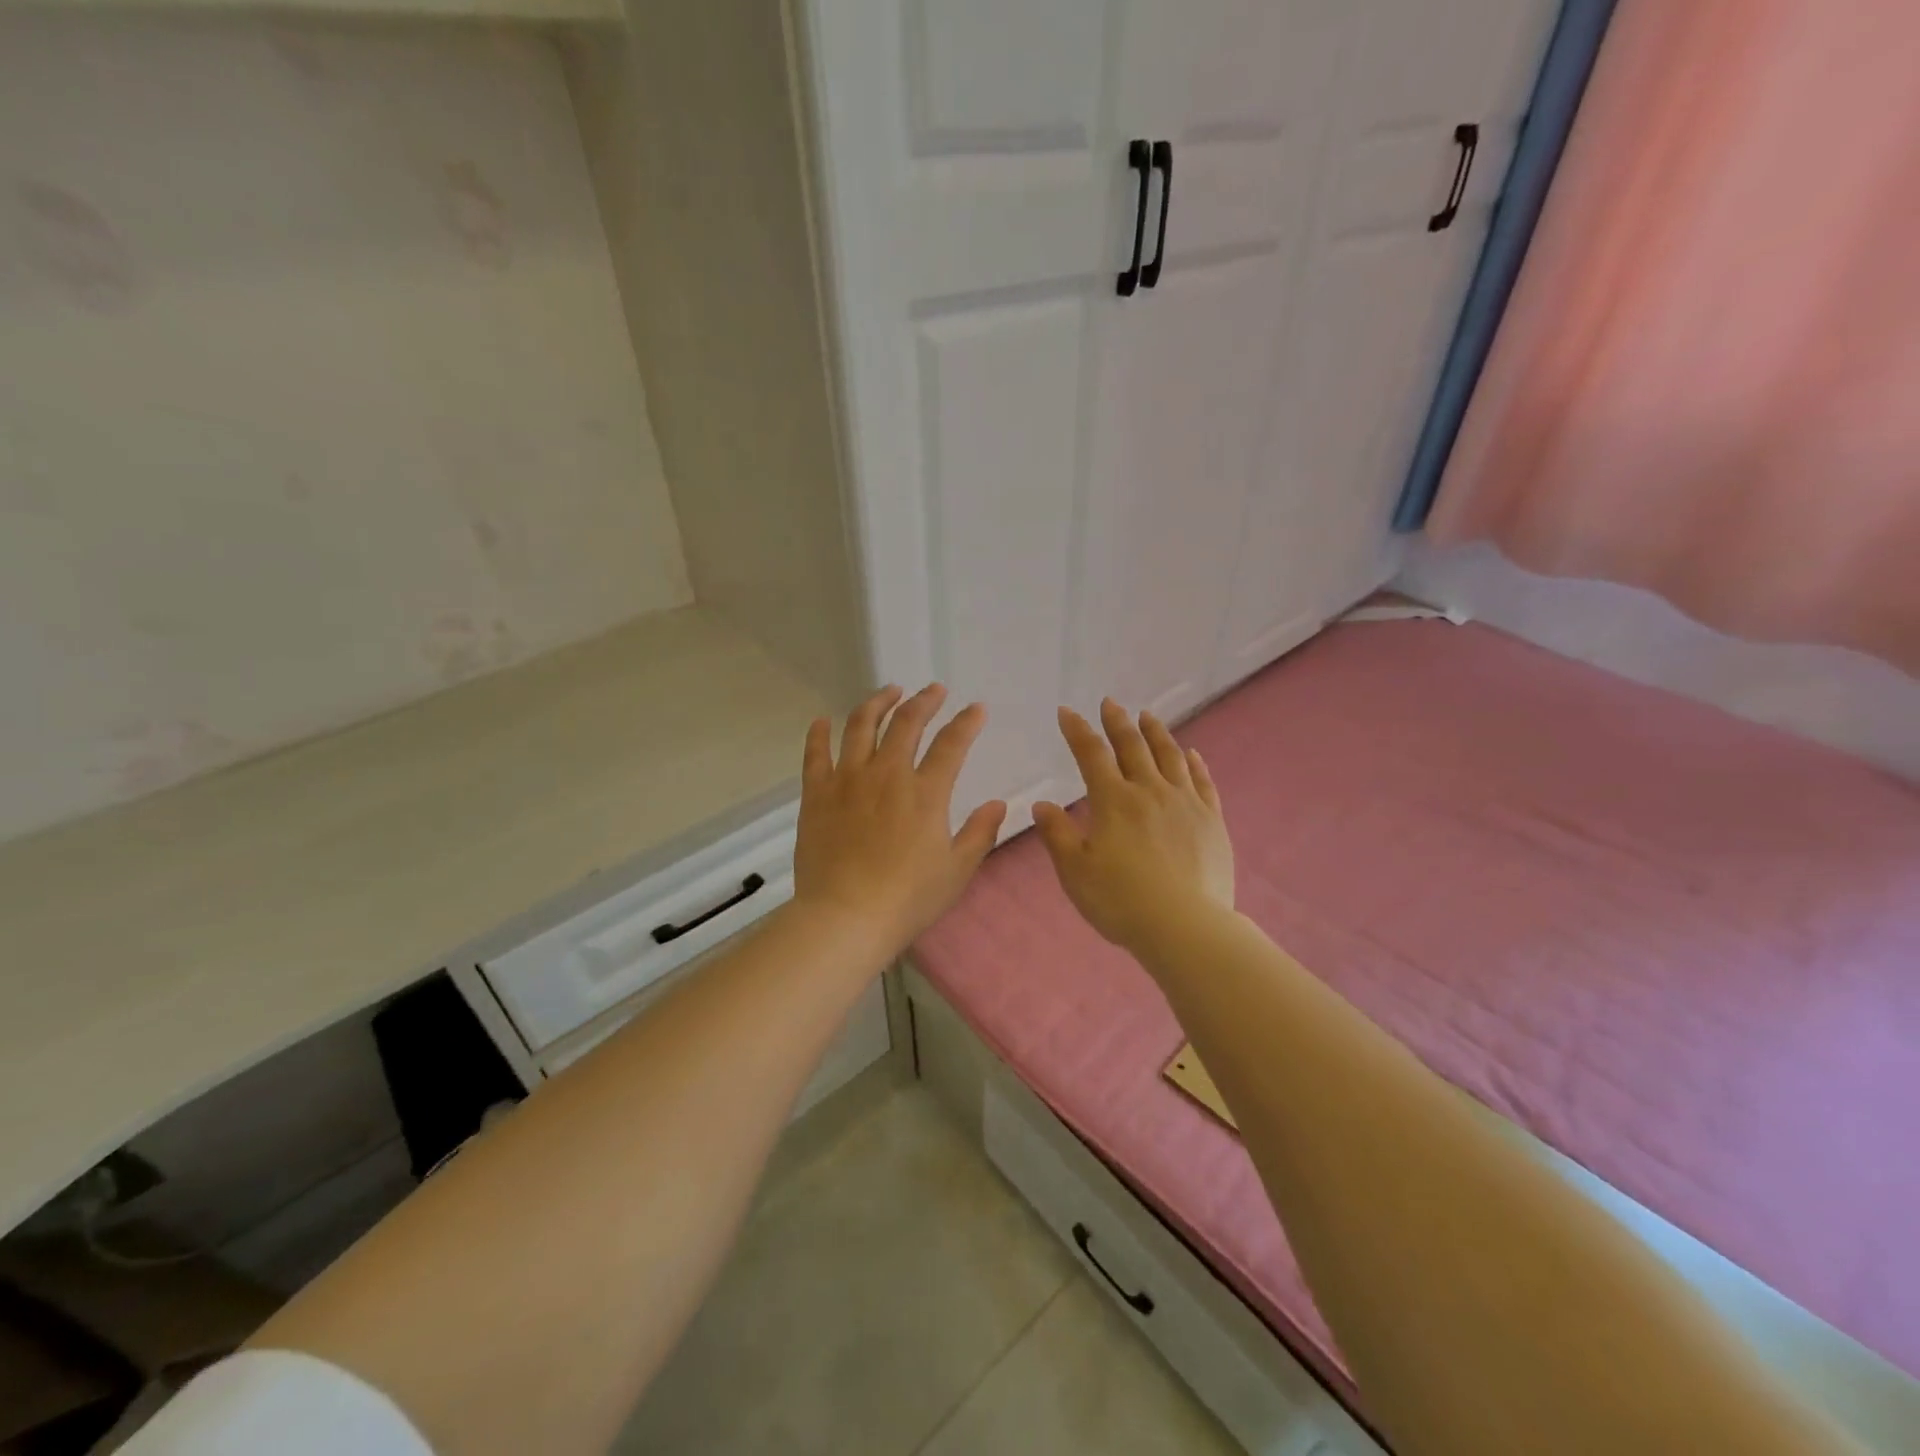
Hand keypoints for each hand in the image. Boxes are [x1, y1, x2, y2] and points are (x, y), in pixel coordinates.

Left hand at [792, 684, 1007, 953]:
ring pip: (861, 726)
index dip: (966, 722)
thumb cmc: (907, 899)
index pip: (951, 744)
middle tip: (933, 689)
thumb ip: (980, 833)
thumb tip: (997, 804)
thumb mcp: (956, 871)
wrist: (845, 918)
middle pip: (906, 723)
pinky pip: (815, 754)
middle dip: (924, 700)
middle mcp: (887, 774)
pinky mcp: (817, 794)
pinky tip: (822, 720)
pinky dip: (819, 733)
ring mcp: (848, 780)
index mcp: (925, 793)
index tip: (976, 709)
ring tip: (888, 691)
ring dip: (877, 703)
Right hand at [1033, 699, 1233, 958]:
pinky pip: (1203, 782)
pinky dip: (1194, 763)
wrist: (1184, 927)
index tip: (1067, 712)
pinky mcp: (1211, 820)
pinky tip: (1191, 753)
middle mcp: (1150, 791)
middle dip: (1118, 722)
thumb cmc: (1121, 901)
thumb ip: (1058, 835)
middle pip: (1132, 746)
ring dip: (1156, 732)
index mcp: (1113, 801)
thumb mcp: (1075, 872)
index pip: (1091, 754)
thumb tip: (1042, 805)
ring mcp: (1185, 803)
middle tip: (1110, 703)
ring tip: (1148, 715)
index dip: (1077, 730)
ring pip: (1170, 756)